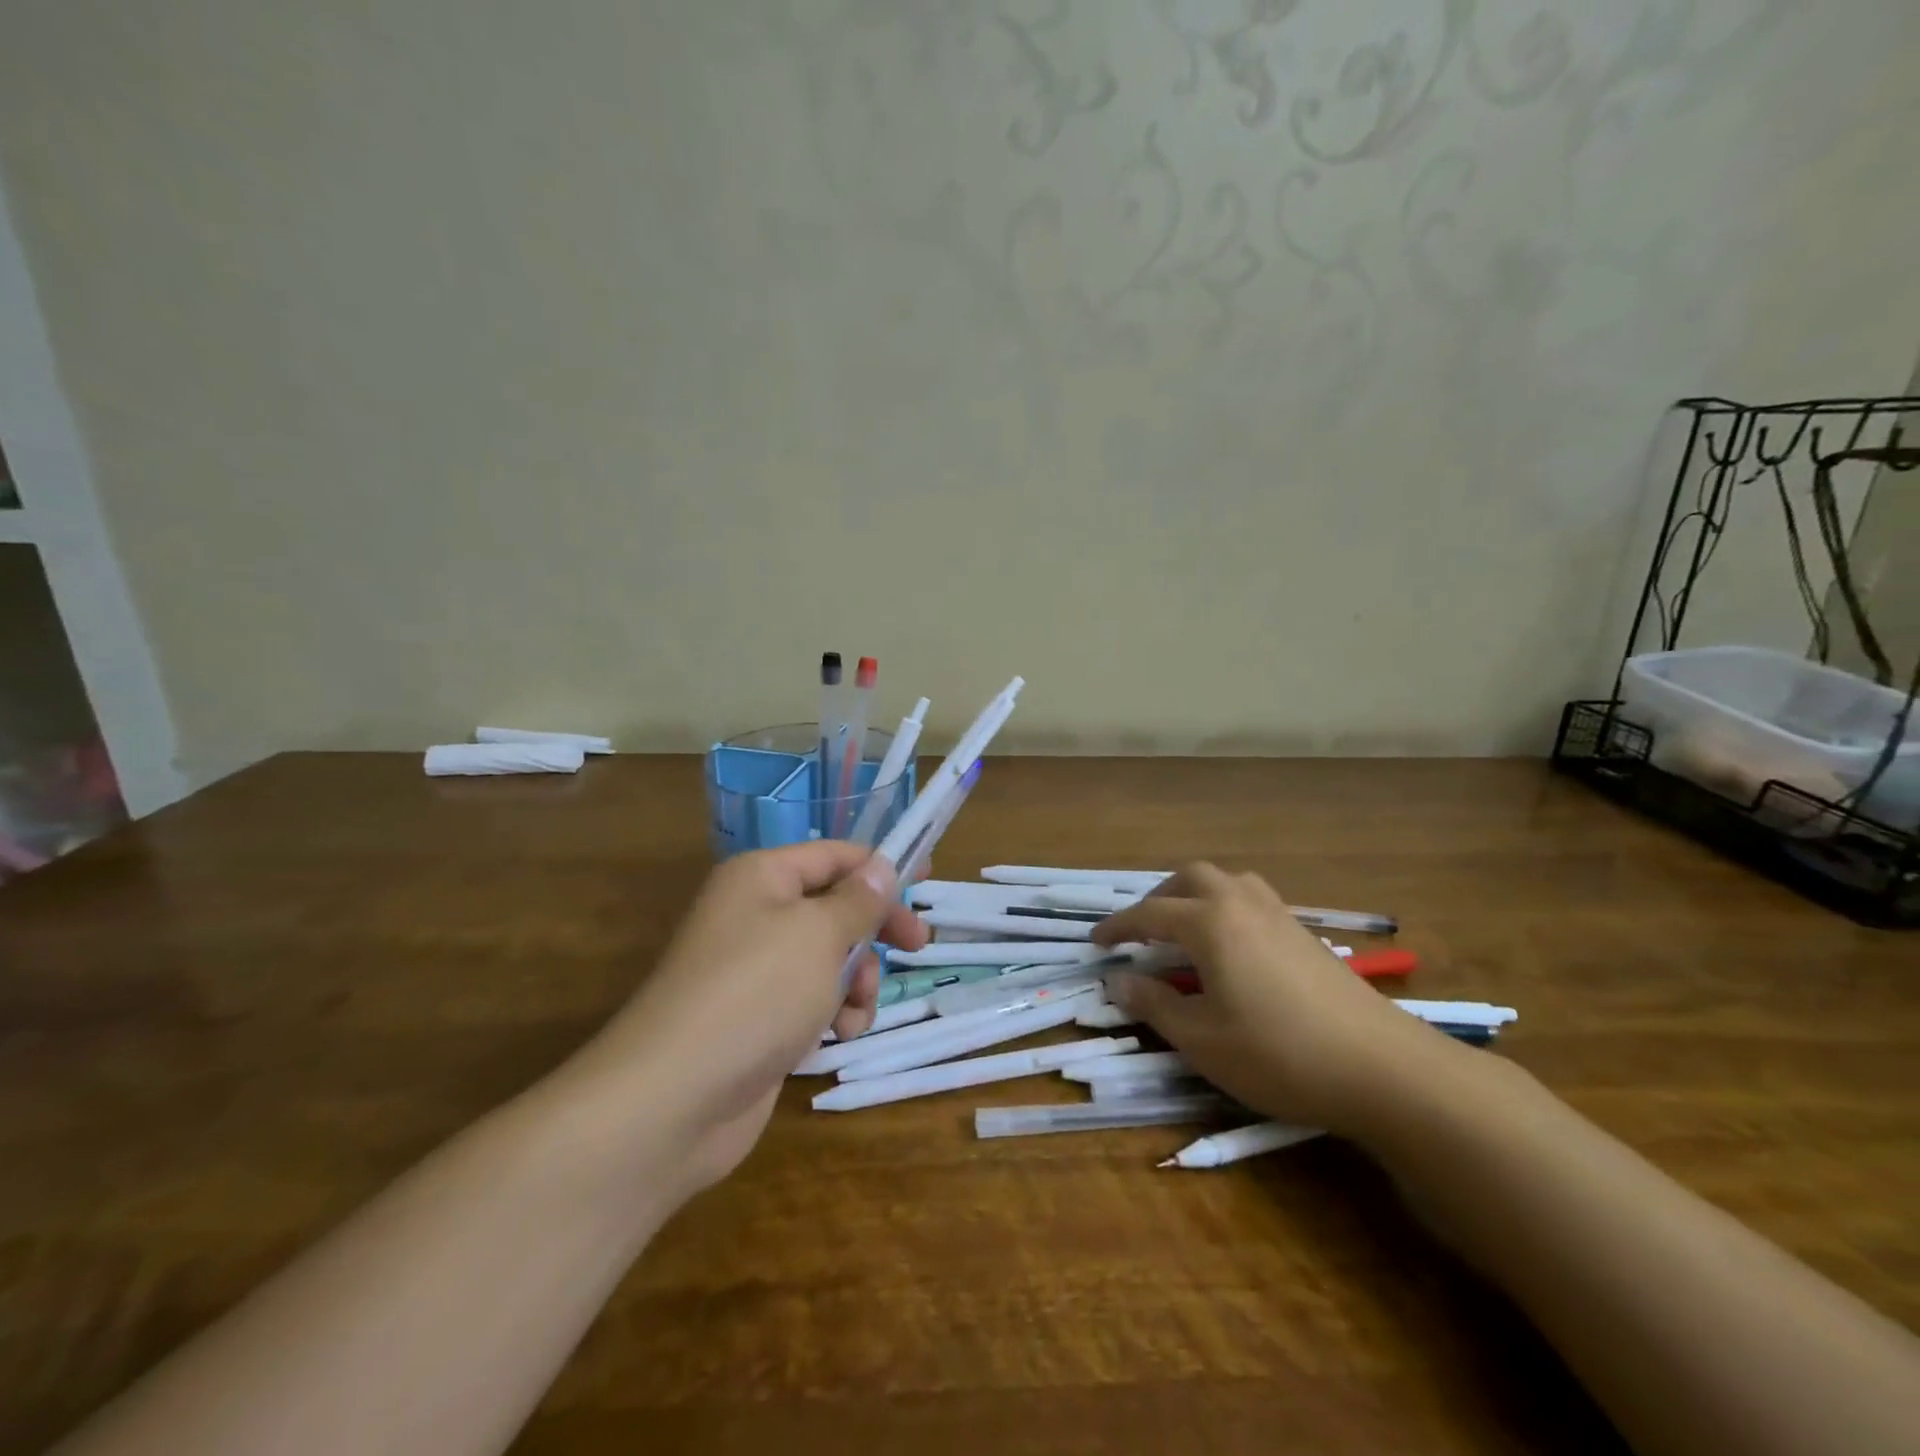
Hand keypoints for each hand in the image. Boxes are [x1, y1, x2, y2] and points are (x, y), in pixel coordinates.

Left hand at [559, 843, 926, 1190]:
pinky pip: (812, 999)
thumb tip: (881, 865)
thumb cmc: (755, 994)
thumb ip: (858, 899)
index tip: (927, 879)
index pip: (834, 855)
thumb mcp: (820, 934)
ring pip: (829, 957)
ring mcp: (754, 970)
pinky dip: (834, 1012)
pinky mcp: (758, 1018)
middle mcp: (755, 914)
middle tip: (917, 946)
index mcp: (762, 878)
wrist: (674, 1099)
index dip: (881, 865)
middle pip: (834, 907)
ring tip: (857, 1008)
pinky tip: (839, 1035)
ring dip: (857, 980)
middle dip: (875, 929)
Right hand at [1093, 863, 1452, 1134]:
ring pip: (1227, 881)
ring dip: (1197, 896)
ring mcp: (1279, 915)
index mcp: (1209, 922)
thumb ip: (1155, 1006)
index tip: (1095, 942)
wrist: (1382, 1068)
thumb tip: (1118, 982)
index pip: (1149, 914)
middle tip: (1142, 931)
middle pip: (1190, 878)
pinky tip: (1233, 949)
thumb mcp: (1202, 1040)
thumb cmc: (1279, 1054)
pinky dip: (1227, 908)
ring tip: (1186, 931)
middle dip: (1159, 898)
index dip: (1118, 927)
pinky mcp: (1306, 934)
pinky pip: (1253, 899)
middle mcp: (1241, 904)